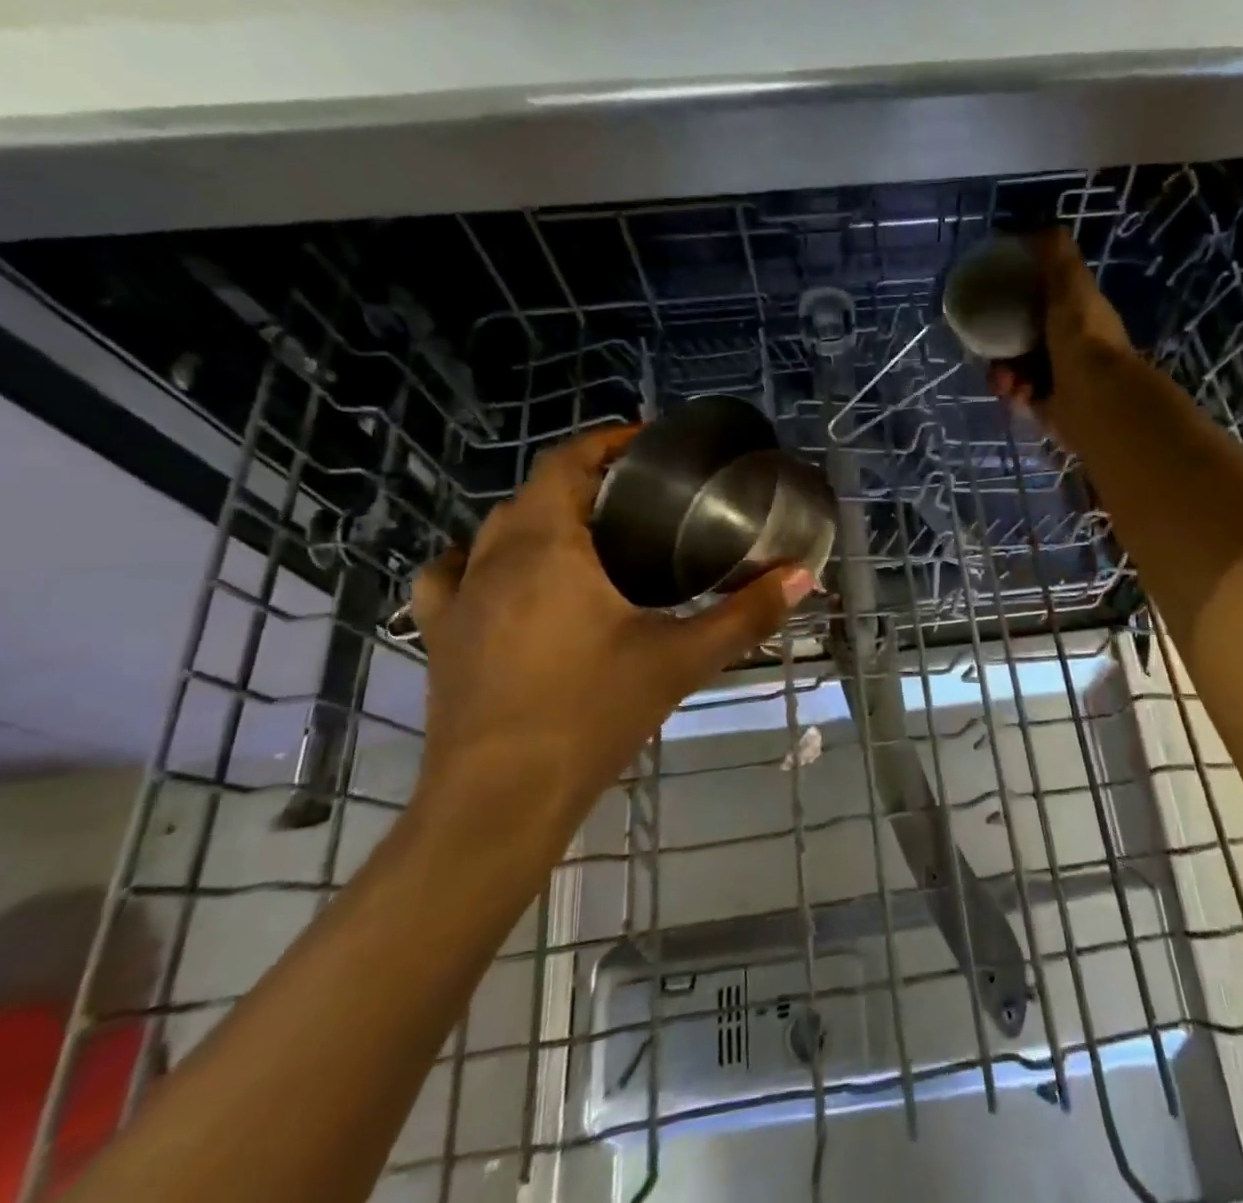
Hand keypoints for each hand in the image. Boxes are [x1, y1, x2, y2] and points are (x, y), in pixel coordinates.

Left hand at [406, 425, 812, 854]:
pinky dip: (478, 562)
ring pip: (495, 529)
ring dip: (538, 518)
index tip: (647, 441)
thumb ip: (744, 615)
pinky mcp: (440, 637)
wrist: (499, 802)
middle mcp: (494, 558)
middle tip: (639, 496)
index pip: (567, 463)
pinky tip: (503, 580)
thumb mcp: (680, 660)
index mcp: (548, 547)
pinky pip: (451, 576)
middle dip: (584, 480)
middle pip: (536, 492)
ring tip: (584, 534)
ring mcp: (458, 598)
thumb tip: (802, 577)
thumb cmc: (591, 714)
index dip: (606, 442)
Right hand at [986, 227, 1135, 419]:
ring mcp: (1060, 379)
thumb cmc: (1082, 337)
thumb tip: (1033, 229)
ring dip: (1003, 372)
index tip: (994, 299)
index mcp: (1078, 315)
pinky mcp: (1048, 409)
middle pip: (1022, 337)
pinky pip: (1017, 396)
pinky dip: (1013, 393)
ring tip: (1005, 379)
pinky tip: (1017, 393)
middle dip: (1001, 341)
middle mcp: (1071, 346)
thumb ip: (1054, 253)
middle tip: (988, 345)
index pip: (1042, 301)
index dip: (1017, 299)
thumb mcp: (1069, 282)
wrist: (1095, 399)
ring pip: (1015, 368)